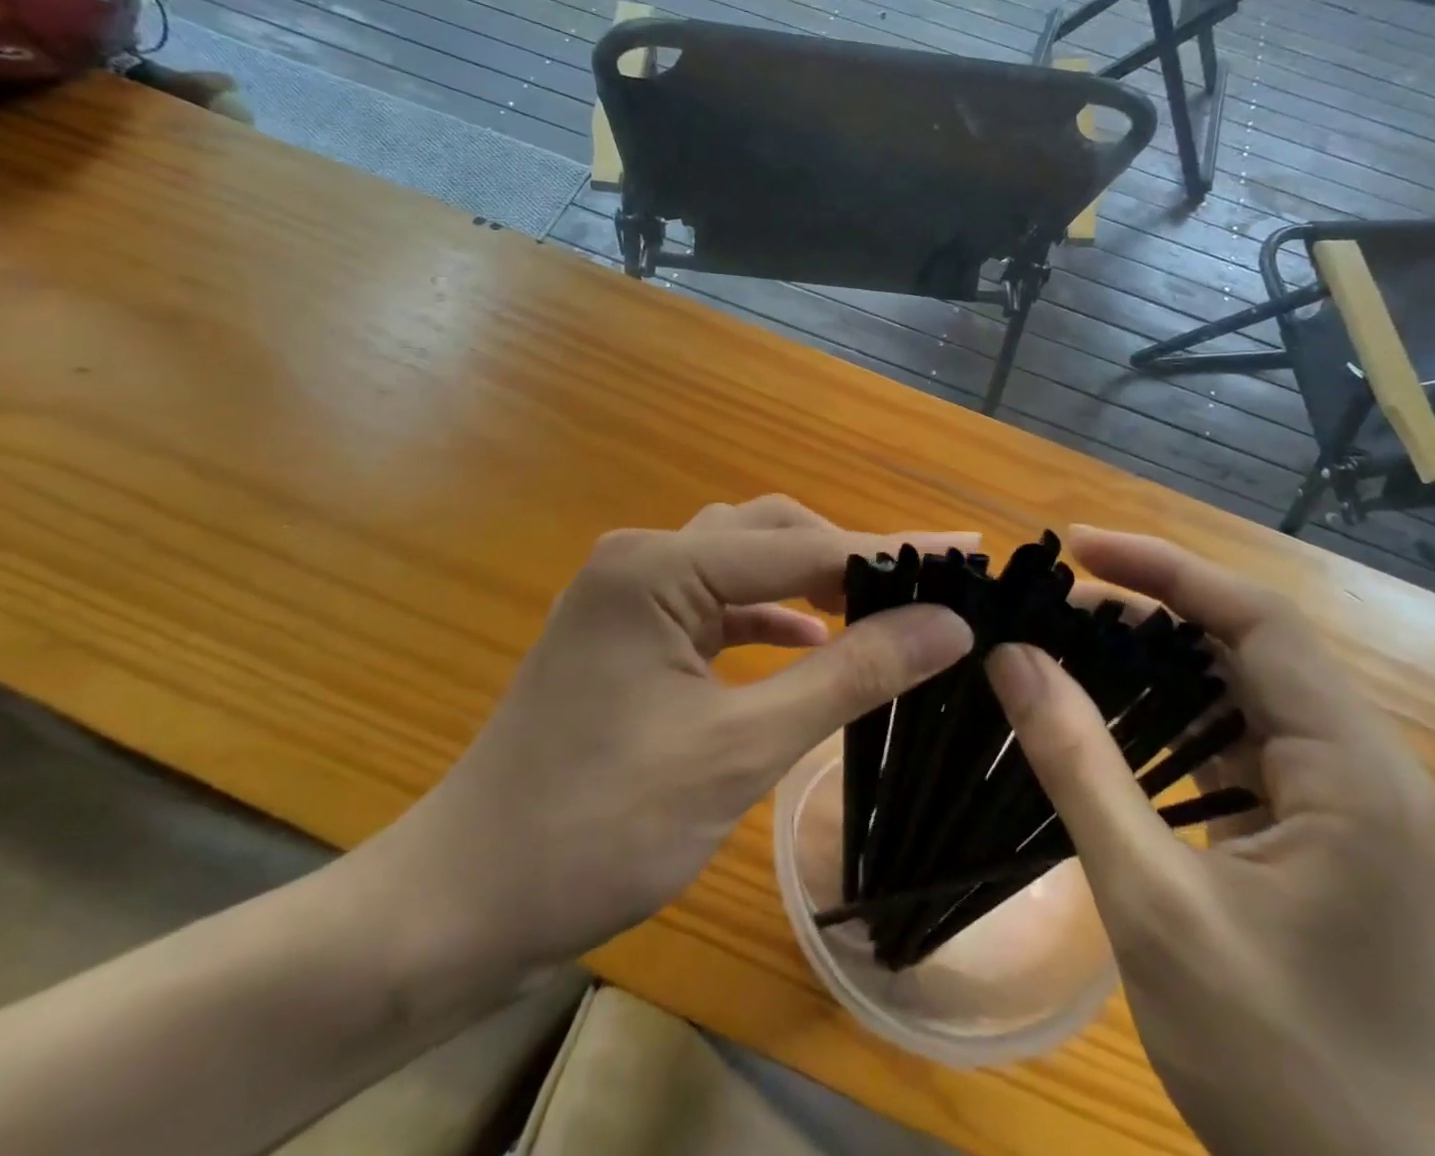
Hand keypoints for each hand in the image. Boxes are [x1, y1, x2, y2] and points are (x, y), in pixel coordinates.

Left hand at [355, 496, 974, 999]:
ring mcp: (628, 595)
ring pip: (740, 564)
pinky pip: (714, 605)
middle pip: (768, 535)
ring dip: (808, 582)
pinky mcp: (627, 634)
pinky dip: (766, 617)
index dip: (891, 551)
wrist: (466, 898)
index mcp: (658, 567)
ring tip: (878, 607)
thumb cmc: (599, 825)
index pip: (802, 547)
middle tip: (924, 589)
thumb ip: (847, 675)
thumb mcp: (740, 749)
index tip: (968, 553)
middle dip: (847, 557)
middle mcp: (641, 559)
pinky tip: (806, 641)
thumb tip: (945, 625)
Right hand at [985, 529, 1434, 1155]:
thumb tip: (1012, 658)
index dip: (1163, 570)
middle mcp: (1361, 765)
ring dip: (1157, 658)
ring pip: (1241, 688)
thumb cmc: (1274, 1064)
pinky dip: (1172, 713)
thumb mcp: (1154, 902)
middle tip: (1055, 600)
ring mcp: (1343, 800)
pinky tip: (1113, 717)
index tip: (1076, 548)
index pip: (1256, 620)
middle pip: (1249, 643)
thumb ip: (1080, 766)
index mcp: (1352, 770)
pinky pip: (1239, 738)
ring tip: (1069, 641)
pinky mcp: (1315, 830)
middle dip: (1150, 608)